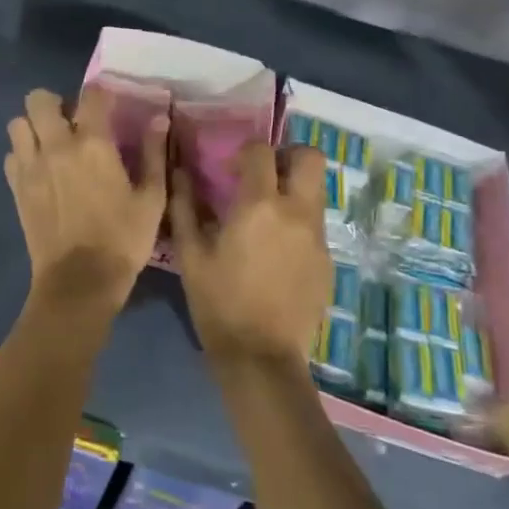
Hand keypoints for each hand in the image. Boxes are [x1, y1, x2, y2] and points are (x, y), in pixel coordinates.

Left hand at [6, 87, 167, 312]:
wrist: (79, 282)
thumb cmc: (123, 239)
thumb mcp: (152, 199)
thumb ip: (154, 154)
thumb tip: (159, 118)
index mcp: (94, 144)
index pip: (91, 95)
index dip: (100, 93)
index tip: (108, 105)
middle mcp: (57, 146)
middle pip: (38, 99)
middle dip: (54, 103)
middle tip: (71, 122)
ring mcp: (31, 167)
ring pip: (17, 124)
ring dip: (33, 126)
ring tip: (51, 143)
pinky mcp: (16, 188)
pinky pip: (11, 155)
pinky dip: (22, 154)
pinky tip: (40, 169)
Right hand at [170, 142, 331, 369]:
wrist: (261, 357)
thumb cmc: (219, 302)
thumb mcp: (191, 254)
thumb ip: (185, 206)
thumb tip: (181, 172)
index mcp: (260, 205)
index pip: (262, 151)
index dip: (246, 152)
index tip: (231, 171)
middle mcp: (296, 212)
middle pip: (310, 158)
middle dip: (288, 156)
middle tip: (265, 175)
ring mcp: (317, 237)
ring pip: (316, 192)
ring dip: (295, 190)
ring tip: (269, 216)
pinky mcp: (327, 261)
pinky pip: (316, 226)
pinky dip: (298, 225)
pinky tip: (278, 253)